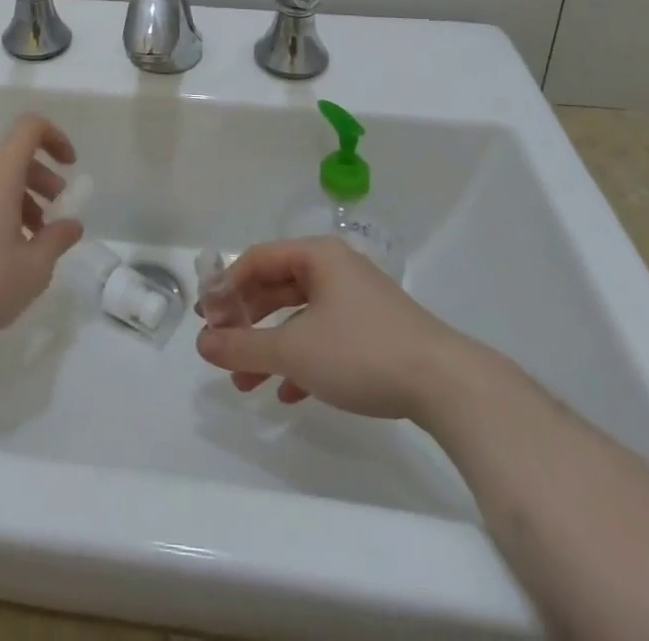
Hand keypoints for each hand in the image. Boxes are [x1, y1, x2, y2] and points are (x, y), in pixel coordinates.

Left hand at [0, 114, 83, 350]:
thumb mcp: (32, 270)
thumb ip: (57, 241)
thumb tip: (71, 224)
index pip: (29, 128)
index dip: (55, 138)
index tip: (70, 166)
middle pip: (13, 158)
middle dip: (41, 181)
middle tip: (54, 217)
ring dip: (18, 200)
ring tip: (28, 244)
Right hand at [195, 238, 483, 421]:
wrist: (447, 386)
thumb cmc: (361, 351)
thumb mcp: (294, 350)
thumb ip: (244, 346)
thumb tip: (202, 343)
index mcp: (317, 256)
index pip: (257, 259)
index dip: (227, 287)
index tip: (207, 318)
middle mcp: (335, 269)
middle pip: (276, 286)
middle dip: (247, 320)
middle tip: (221, 346)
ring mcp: (357, 301)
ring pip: (299, 316)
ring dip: (270, 346)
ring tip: (246, 382)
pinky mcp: (374, 332)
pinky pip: (324, 338)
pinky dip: (301, 360)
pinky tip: (287, 393)